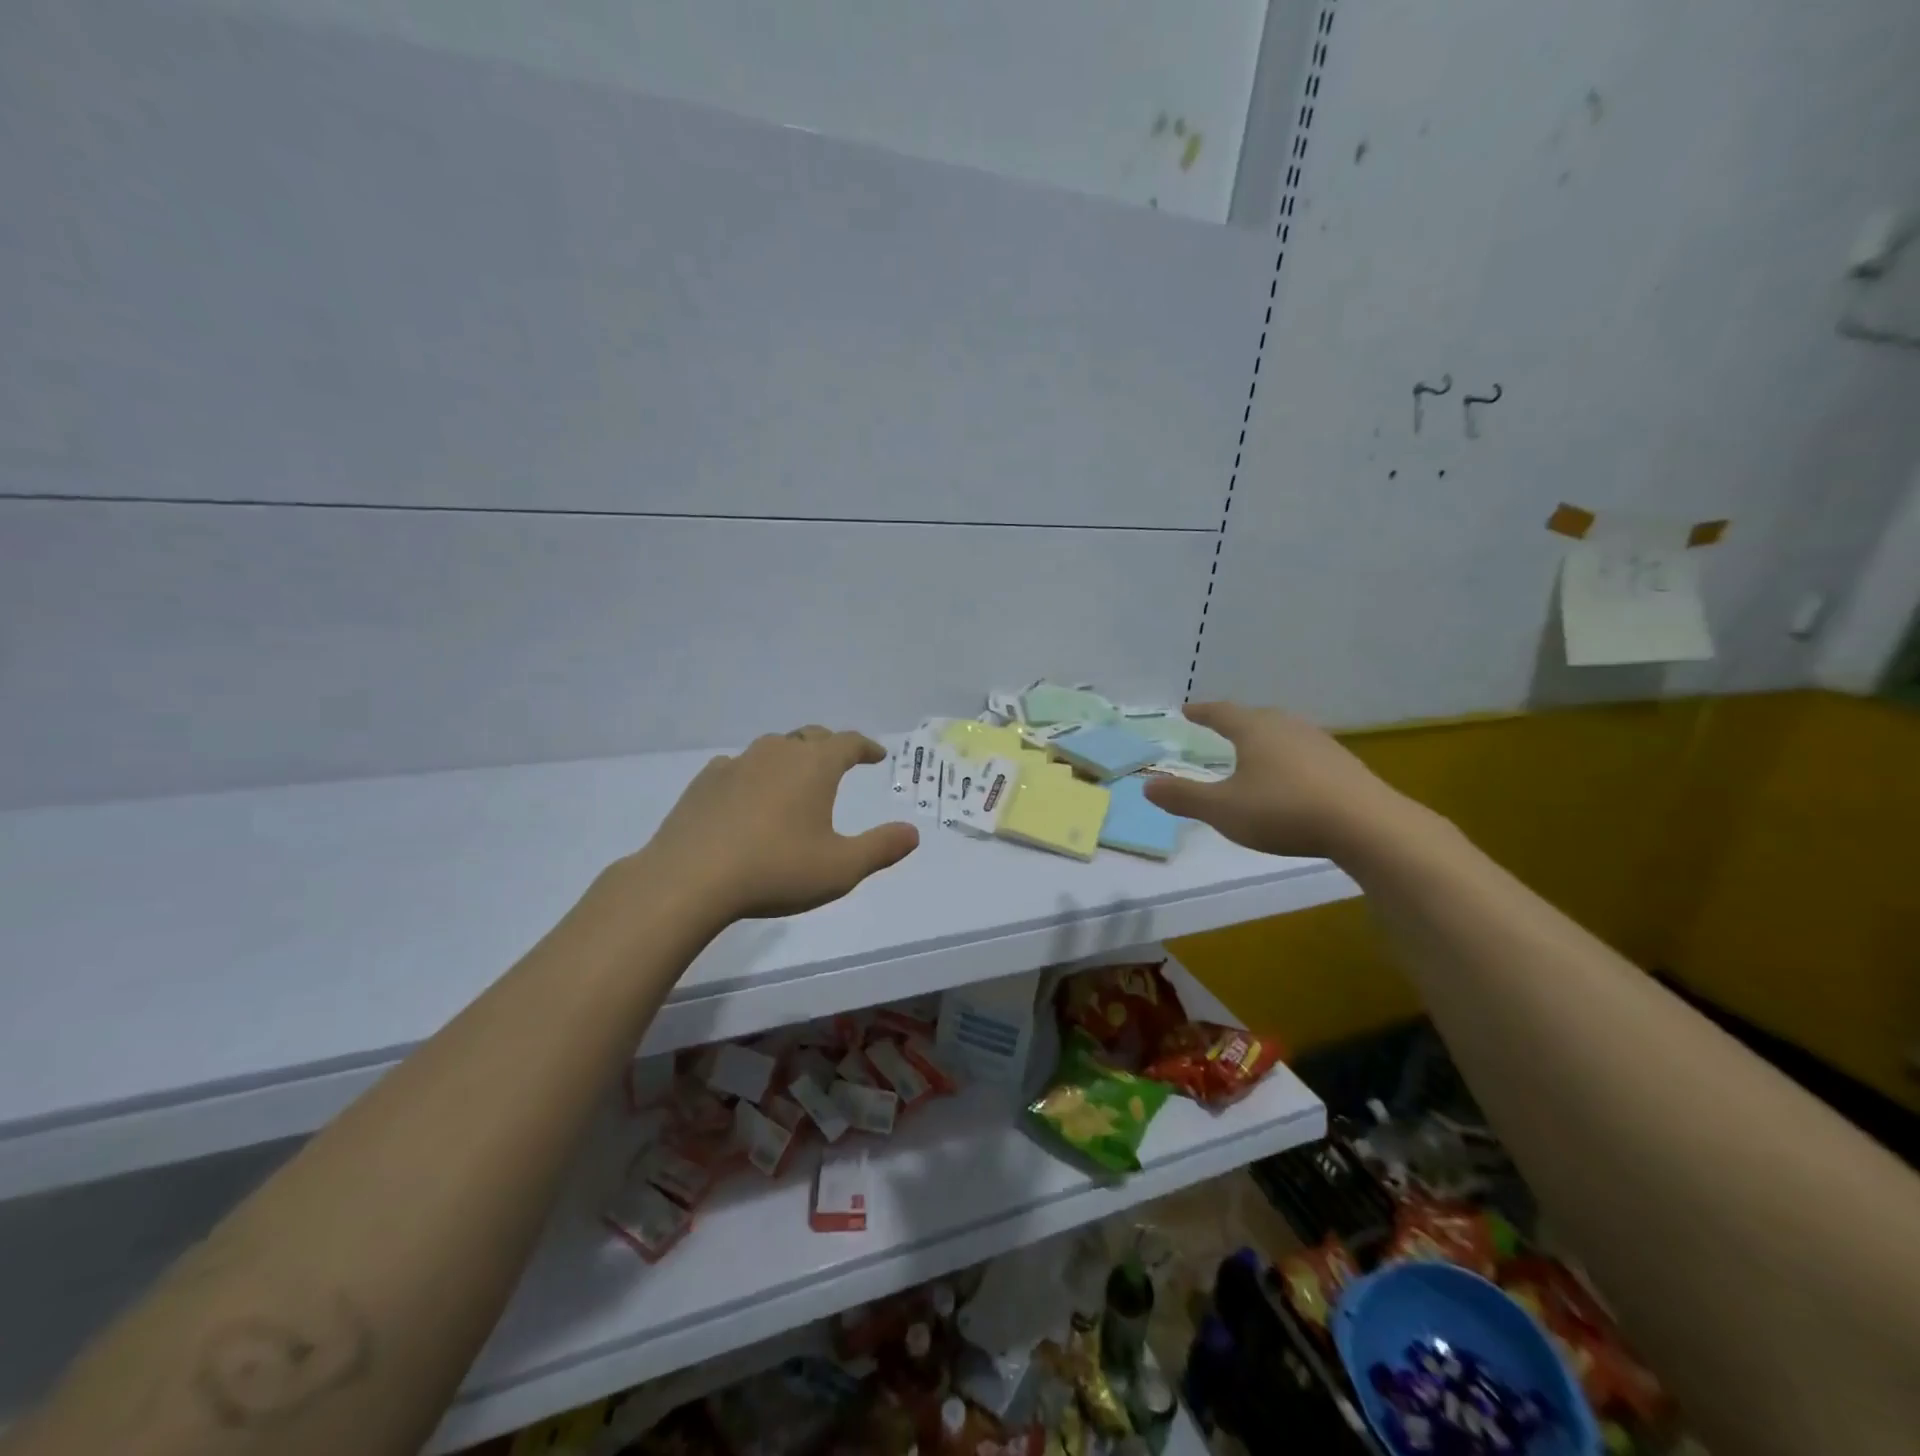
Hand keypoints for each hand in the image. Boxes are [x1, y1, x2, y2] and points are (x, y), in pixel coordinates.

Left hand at [632, 726, 919, 922]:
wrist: (689, 879)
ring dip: (791, 757)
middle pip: (810, 737)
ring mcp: (736, 764)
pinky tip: (749, 795)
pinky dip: (754, 774)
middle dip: (830, 746)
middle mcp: (777, 753)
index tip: (877, 755)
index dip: (866, 747)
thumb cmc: (775, 870)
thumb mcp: (840, 868)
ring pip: (773, 748)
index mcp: (814, 766)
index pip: (848, 742)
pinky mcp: (705, 782)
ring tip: (796, 777)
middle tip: (841, 760)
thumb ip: (880, 848)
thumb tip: (912, 833)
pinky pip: (739, 767)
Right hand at [1140, 702, 1410, 859]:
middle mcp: (1287, 727)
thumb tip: (1148, 784)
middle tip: (1219, 727)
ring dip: (1264, 740)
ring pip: (1283, 734)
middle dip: (1235, 722)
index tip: (1187, 710)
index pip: (1221, 712)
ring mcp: (1320, 744)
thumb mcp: (1223, 809)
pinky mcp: (1343, 765)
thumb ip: (1184, 797)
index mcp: (1255, 730)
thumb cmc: (1283, 810)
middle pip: (1255, 717)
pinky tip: (1290, 779)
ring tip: (1253, 753)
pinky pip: (1305, 753)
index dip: (1202, 712)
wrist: (1366, 825)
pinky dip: (1288, 759)